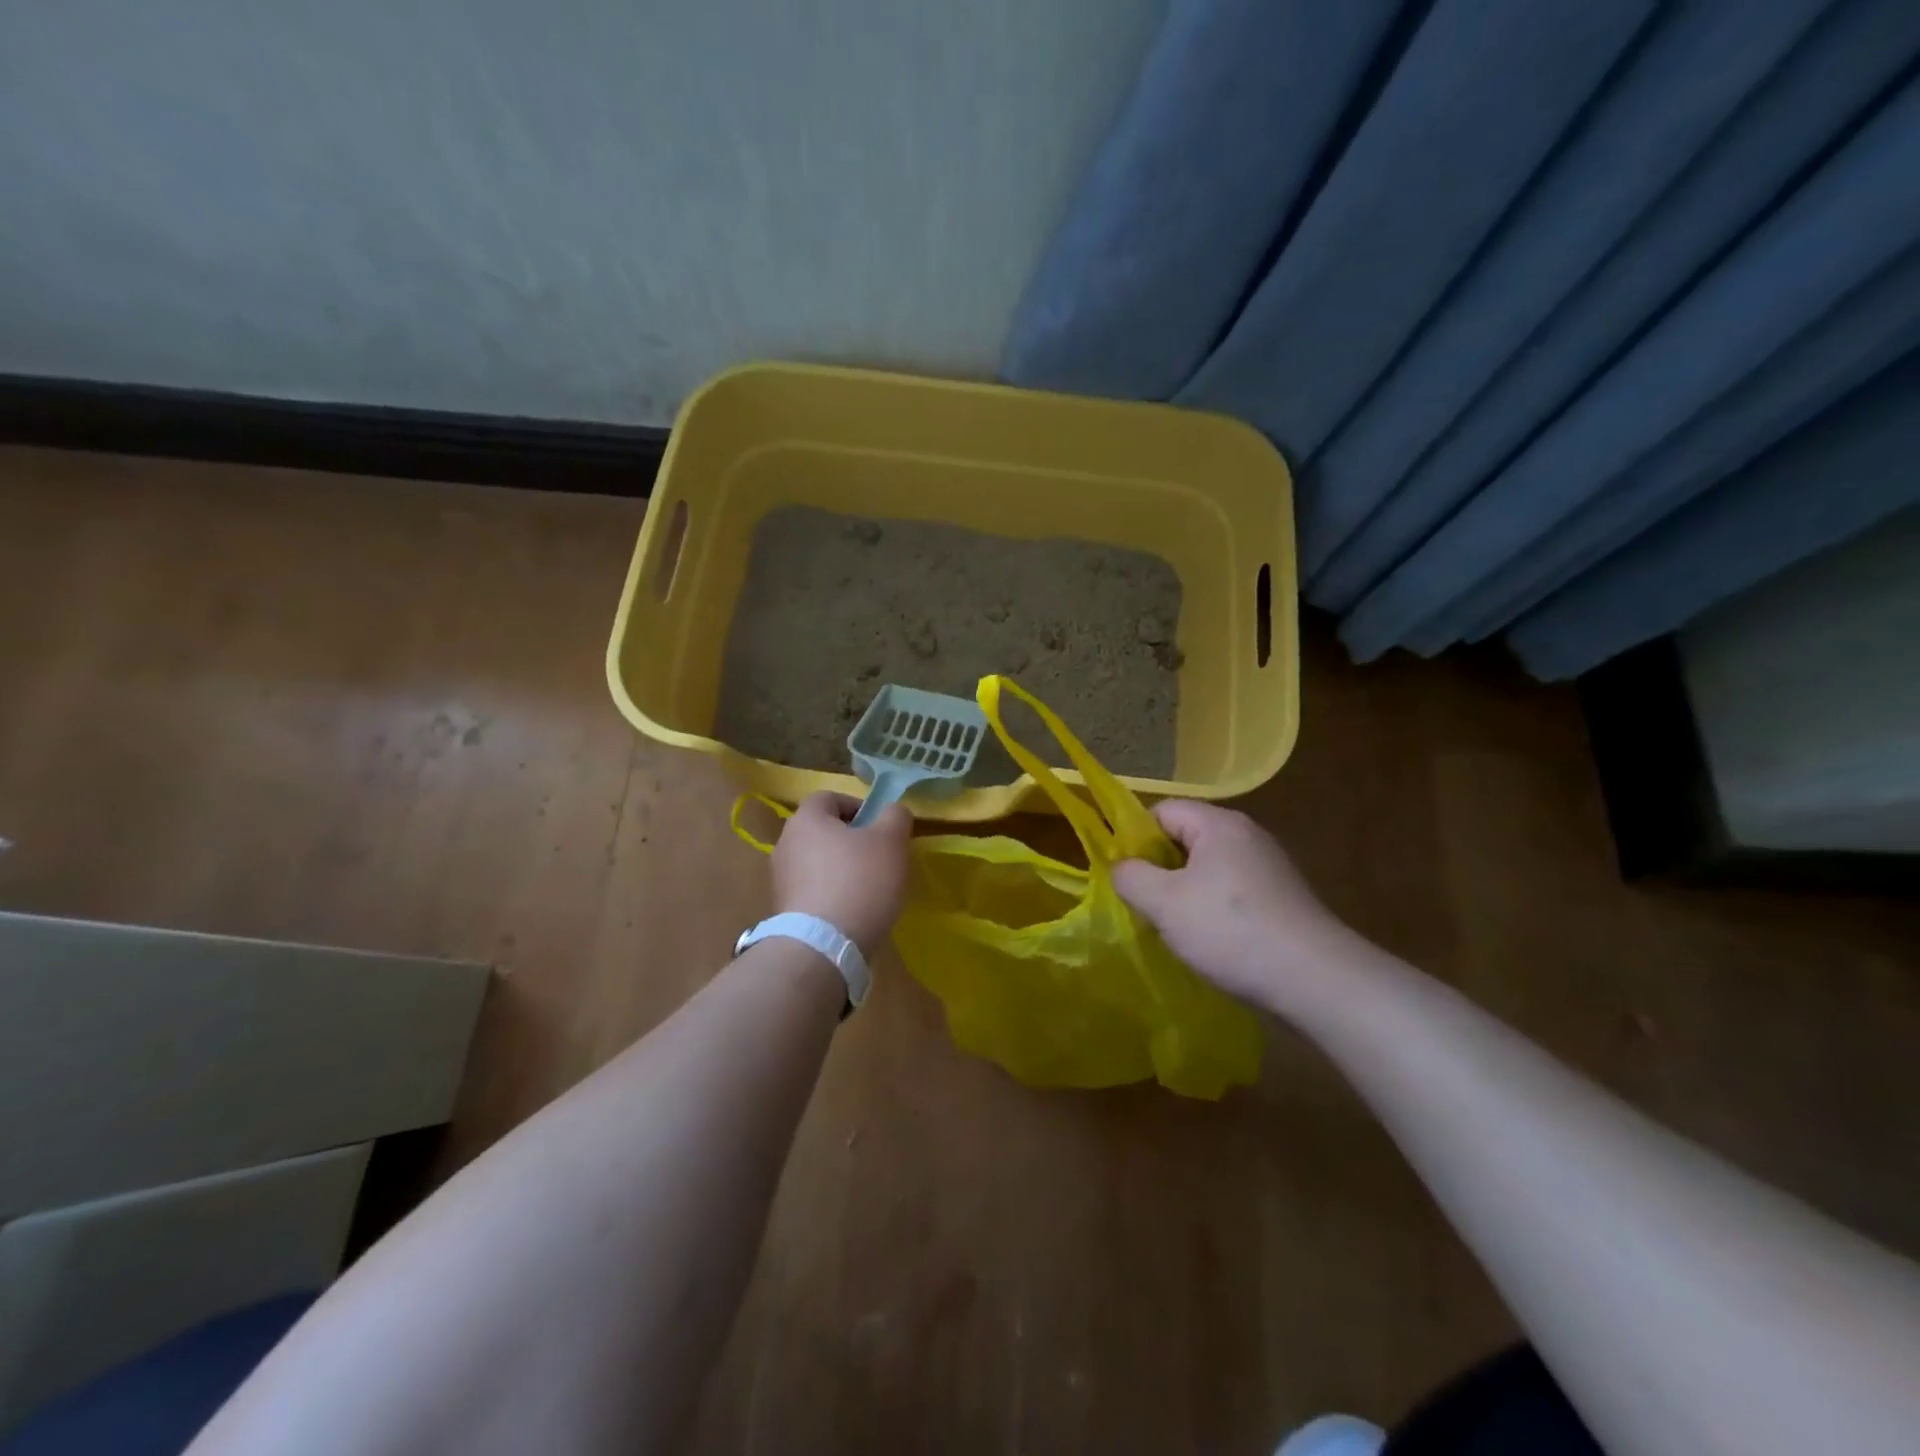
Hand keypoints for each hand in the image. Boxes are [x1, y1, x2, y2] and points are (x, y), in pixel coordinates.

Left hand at [771, 792, 911, 955]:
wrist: (823, 946)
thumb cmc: (859, 881)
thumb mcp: (891, 841)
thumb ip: (895, 816)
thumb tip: (893, 811)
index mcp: (806, 819)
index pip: (830, 797)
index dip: (858, 806)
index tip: (881, 827)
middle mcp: (785, 843)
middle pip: (823, 830)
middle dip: (852, 839)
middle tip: (880, 856)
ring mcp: (781, 879)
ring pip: (818, 861)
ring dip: (842, 868)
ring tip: (870, 888)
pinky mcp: (785, 910)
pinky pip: (813, 890)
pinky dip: (833, 894)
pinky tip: (853, 911)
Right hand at [1112, 800, 1355, 1014]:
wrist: (1316, 980)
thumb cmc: (1231, 931)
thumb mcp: (1164, 904)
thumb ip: (1131, 877)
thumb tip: (1122, 868)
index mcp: (1219, 824)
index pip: (1162, 811)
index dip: (1135, 838)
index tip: (1126, 876)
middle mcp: (1247, 835)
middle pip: (1186, 838)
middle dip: (1160, 869)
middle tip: (1146, 904)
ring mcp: (1270, 867)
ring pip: (1208, 868)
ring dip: (1185, 893)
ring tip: (1175, 928)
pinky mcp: (1282, 897)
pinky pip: (1233, 890)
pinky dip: (1214, 909)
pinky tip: (1212, 941)